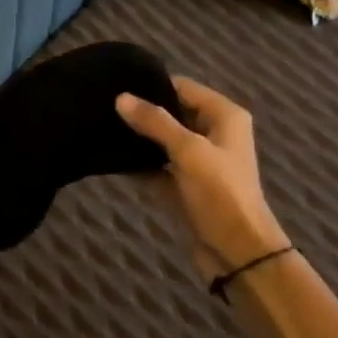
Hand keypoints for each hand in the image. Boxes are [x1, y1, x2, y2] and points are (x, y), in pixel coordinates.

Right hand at [116, 76, 286, 278]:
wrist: (238, 252)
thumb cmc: (220, 193)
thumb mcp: (188, 151)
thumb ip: (154, 122)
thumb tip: (121, 97)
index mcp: (223, 116)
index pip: (182, 87)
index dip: (152, 85)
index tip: (115, 85)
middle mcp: (212, 133)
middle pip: (170, 112)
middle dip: (141, 111)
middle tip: (101, 106)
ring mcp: (197, 161)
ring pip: (161, 140)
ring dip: (137, 137)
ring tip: (99, 127)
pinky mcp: (183, 184)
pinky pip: (156, 166)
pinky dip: (138, 163)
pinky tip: (108, 157)